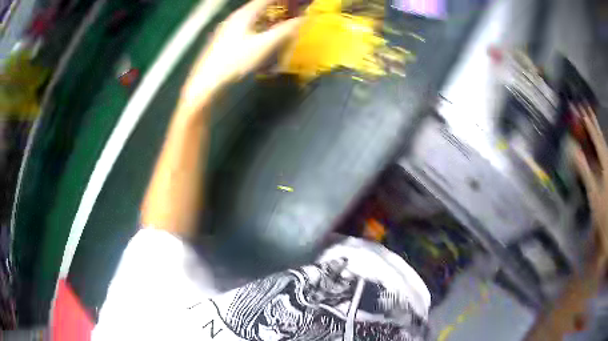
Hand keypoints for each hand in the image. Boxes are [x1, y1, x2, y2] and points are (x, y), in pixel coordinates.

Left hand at [181, 0, 300, 108]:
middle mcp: (235, 17)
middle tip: (291, 13)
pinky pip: (246, 27)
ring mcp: (227, 29)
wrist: (206, 82)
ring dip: (268, 18)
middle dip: (276, 7)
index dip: (281, 0)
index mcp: (244, 14)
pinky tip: (262, 38)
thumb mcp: (264, 45)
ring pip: (252, 17)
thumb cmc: (235, 61)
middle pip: (258, 6)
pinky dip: (258, 28)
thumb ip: (285, 30)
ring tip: (280, 24)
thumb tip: (303, 19)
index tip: (295, 2)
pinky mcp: (224, 40)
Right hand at [571, 103, 607, 260]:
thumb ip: (586, 172)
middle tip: (585, 107)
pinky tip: (599, 143)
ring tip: (592, 119)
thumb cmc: (603, 215)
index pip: (596, 140)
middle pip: (600, 138)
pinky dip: (601, 145)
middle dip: (593, 122)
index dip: (589, 125)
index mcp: (604, 164)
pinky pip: (604, 155)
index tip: (581, 110)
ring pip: (603, 145)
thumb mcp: (594, 196)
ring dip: (597, 132)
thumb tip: (574, 151)